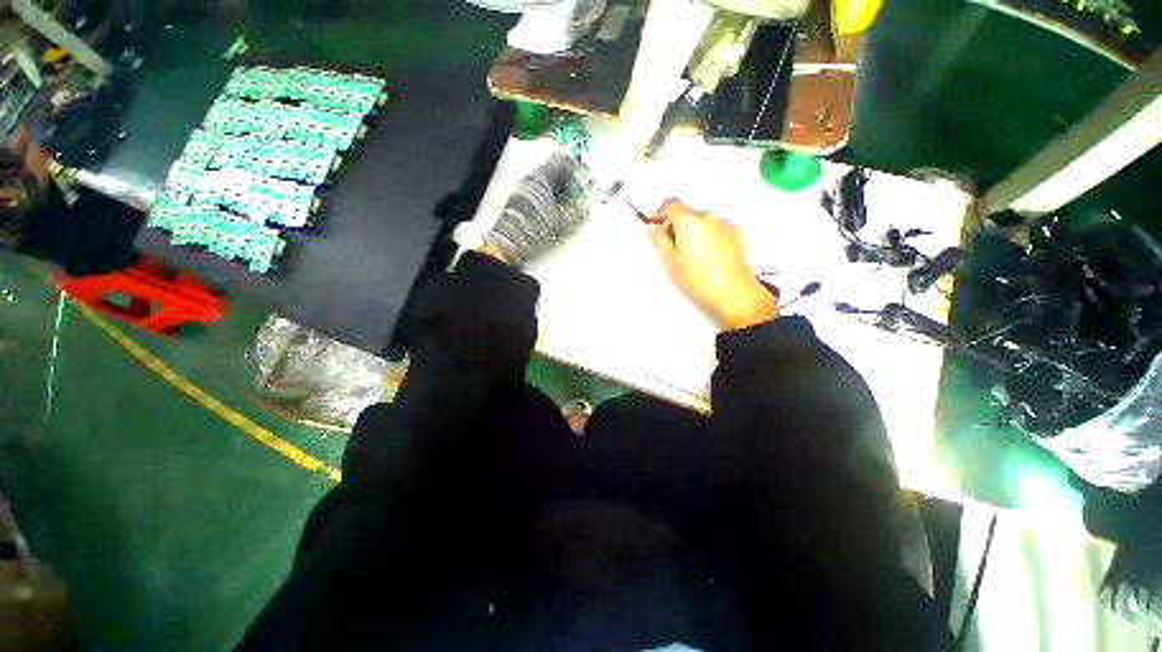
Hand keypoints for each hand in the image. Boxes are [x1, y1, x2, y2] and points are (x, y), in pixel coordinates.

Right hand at [647, 199, 777, 329]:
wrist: (735, 294)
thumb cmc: (697, 280)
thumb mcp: (670, 262)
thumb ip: (659, 240)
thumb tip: (652, 227)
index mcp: (689, 221)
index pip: (671, 204)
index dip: (659, 213)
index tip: (654, 227)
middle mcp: (708, 217)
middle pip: (687, 214)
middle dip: (676, 226)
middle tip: (671, 249)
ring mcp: (725, 225)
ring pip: (701, 223)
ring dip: (692, 232)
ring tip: (691, 258)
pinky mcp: (736, 235)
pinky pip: (715, 230)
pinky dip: (707, 237)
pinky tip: (707, 259)